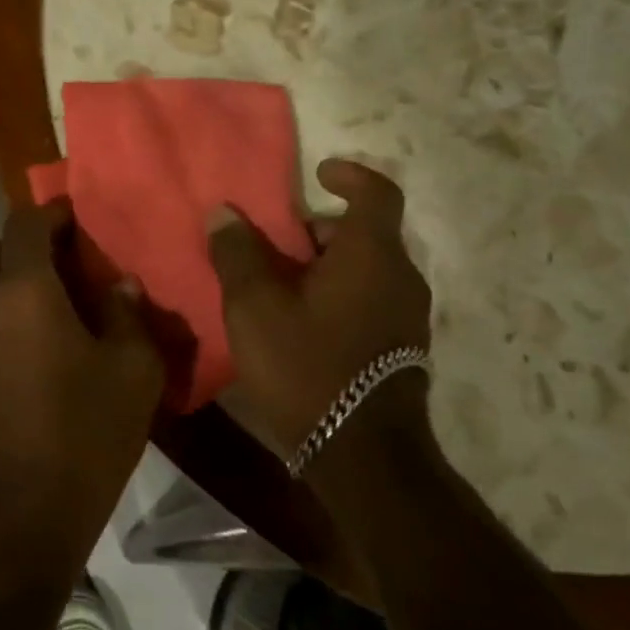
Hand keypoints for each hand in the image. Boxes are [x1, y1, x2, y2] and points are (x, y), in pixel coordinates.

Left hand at [0, 200, 164, 562]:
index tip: (77, 220)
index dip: (51, 213)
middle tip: (62, 265)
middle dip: (21, 244)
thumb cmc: (86, 434)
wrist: (23, 513)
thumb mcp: (134, 370)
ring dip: (7, 281)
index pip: (24, 224)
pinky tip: (31, 350)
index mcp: (25, 292)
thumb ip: (129, 314)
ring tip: (50, 309)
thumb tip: (121, 285)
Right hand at [207, 158, 433, 458]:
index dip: (348, 174)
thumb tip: (224, 213)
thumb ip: (237, 253)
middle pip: (362, 234)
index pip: (376, 192)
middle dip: (317, 231)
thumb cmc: (307, 366)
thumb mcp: (255, 306)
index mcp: (371, 254)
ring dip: (323, 267)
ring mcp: (406, 317)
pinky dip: (336, 296)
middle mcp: (400, 277)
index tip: (318, 173)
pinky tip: (299, 323)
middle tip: (273, 244)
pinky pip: (368, 301)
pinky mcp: (400, 350)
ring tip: (277, 286)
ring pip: (364, 271)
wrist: (362, 455)